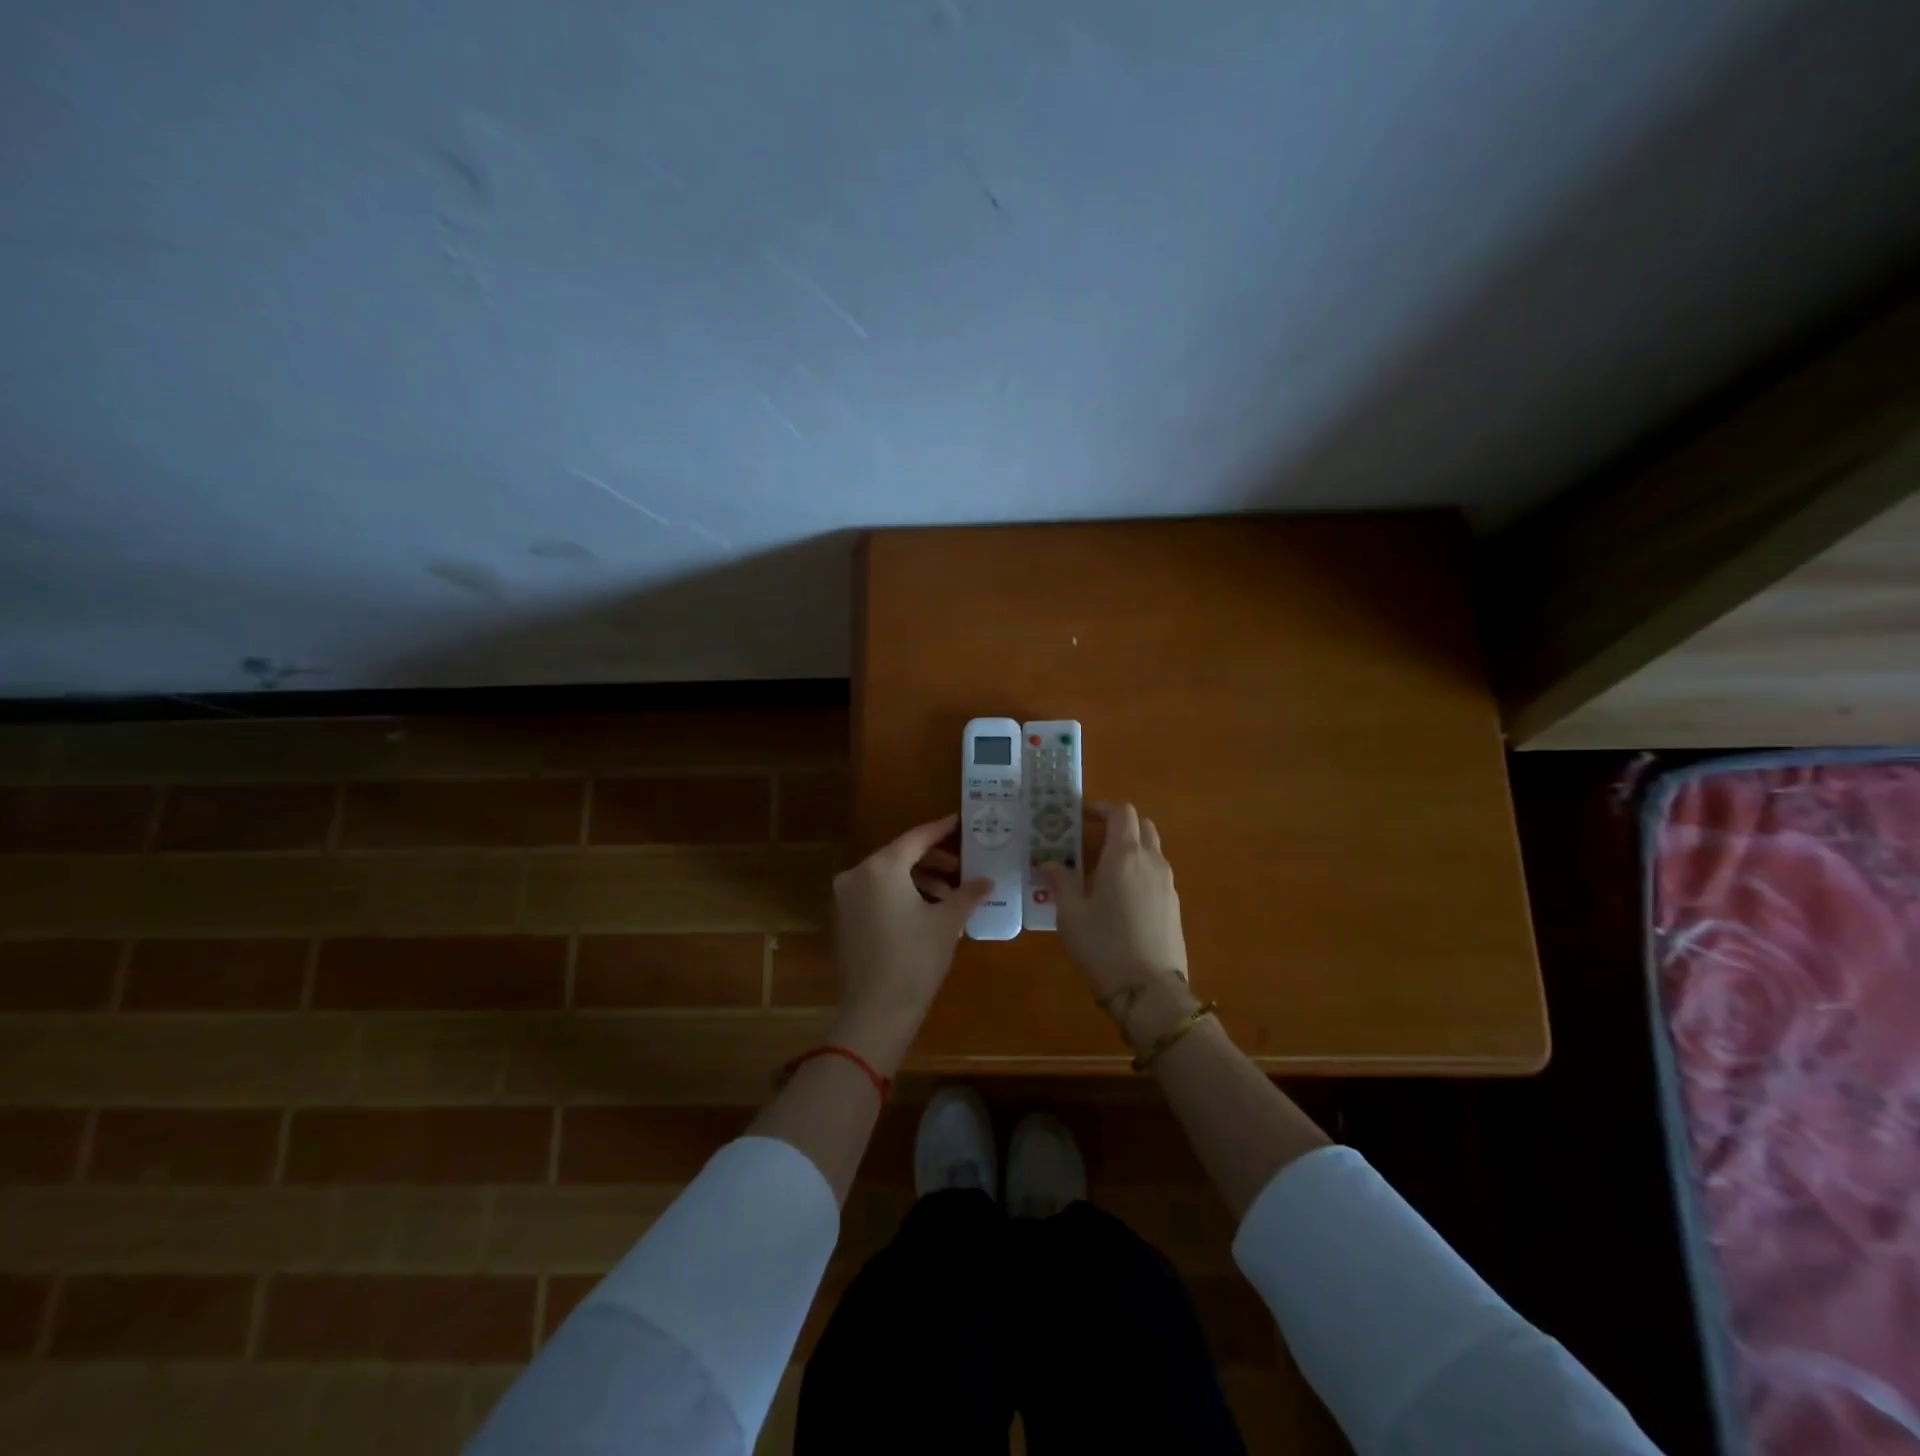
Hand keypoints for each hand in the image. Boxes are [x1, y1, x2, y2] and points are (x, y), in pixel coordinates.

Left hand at [829, 813, 991, 1072]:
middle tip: (962, 868)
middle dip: (933, 860)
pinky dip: (900, 894)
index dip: (941, 829)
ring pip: (888, 876)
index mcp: (882, 867)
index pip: (917, 838)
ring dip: (918, 879)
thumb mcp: (947, 922)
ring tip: (950, 896)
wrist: (876, 1012)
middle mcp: (857, 874)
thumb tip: (986, 880)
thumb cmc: (915, 960)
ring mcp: (845, 897)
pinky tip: (926, 910)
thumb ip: (968, 893)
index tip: (961, 822)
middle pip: (900, 855)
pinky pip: (876, 893)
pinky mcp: (843, 918)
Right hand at [1039, 802, 1187, 997]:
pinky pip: (1157, 874)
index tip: (1081, 816)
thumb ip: (1061, 881)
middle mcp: (1152, 861)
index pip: (1122, 813)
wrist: (1150, 991)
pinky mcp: (1174, 905)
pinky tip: (1120, 897)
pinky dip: (1139, 871)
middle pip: (1142, 826)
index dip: (1102, 808)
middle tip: (1092, 840)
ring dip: (1130, 848)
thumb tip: (1049, 863)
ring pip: (1152, 850)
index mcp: (1125, 855)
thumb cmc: (1104, 945)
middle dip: (1119, 826)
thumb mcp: (1071, 914)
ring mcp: (1168, 884)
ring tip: (1102, 871)